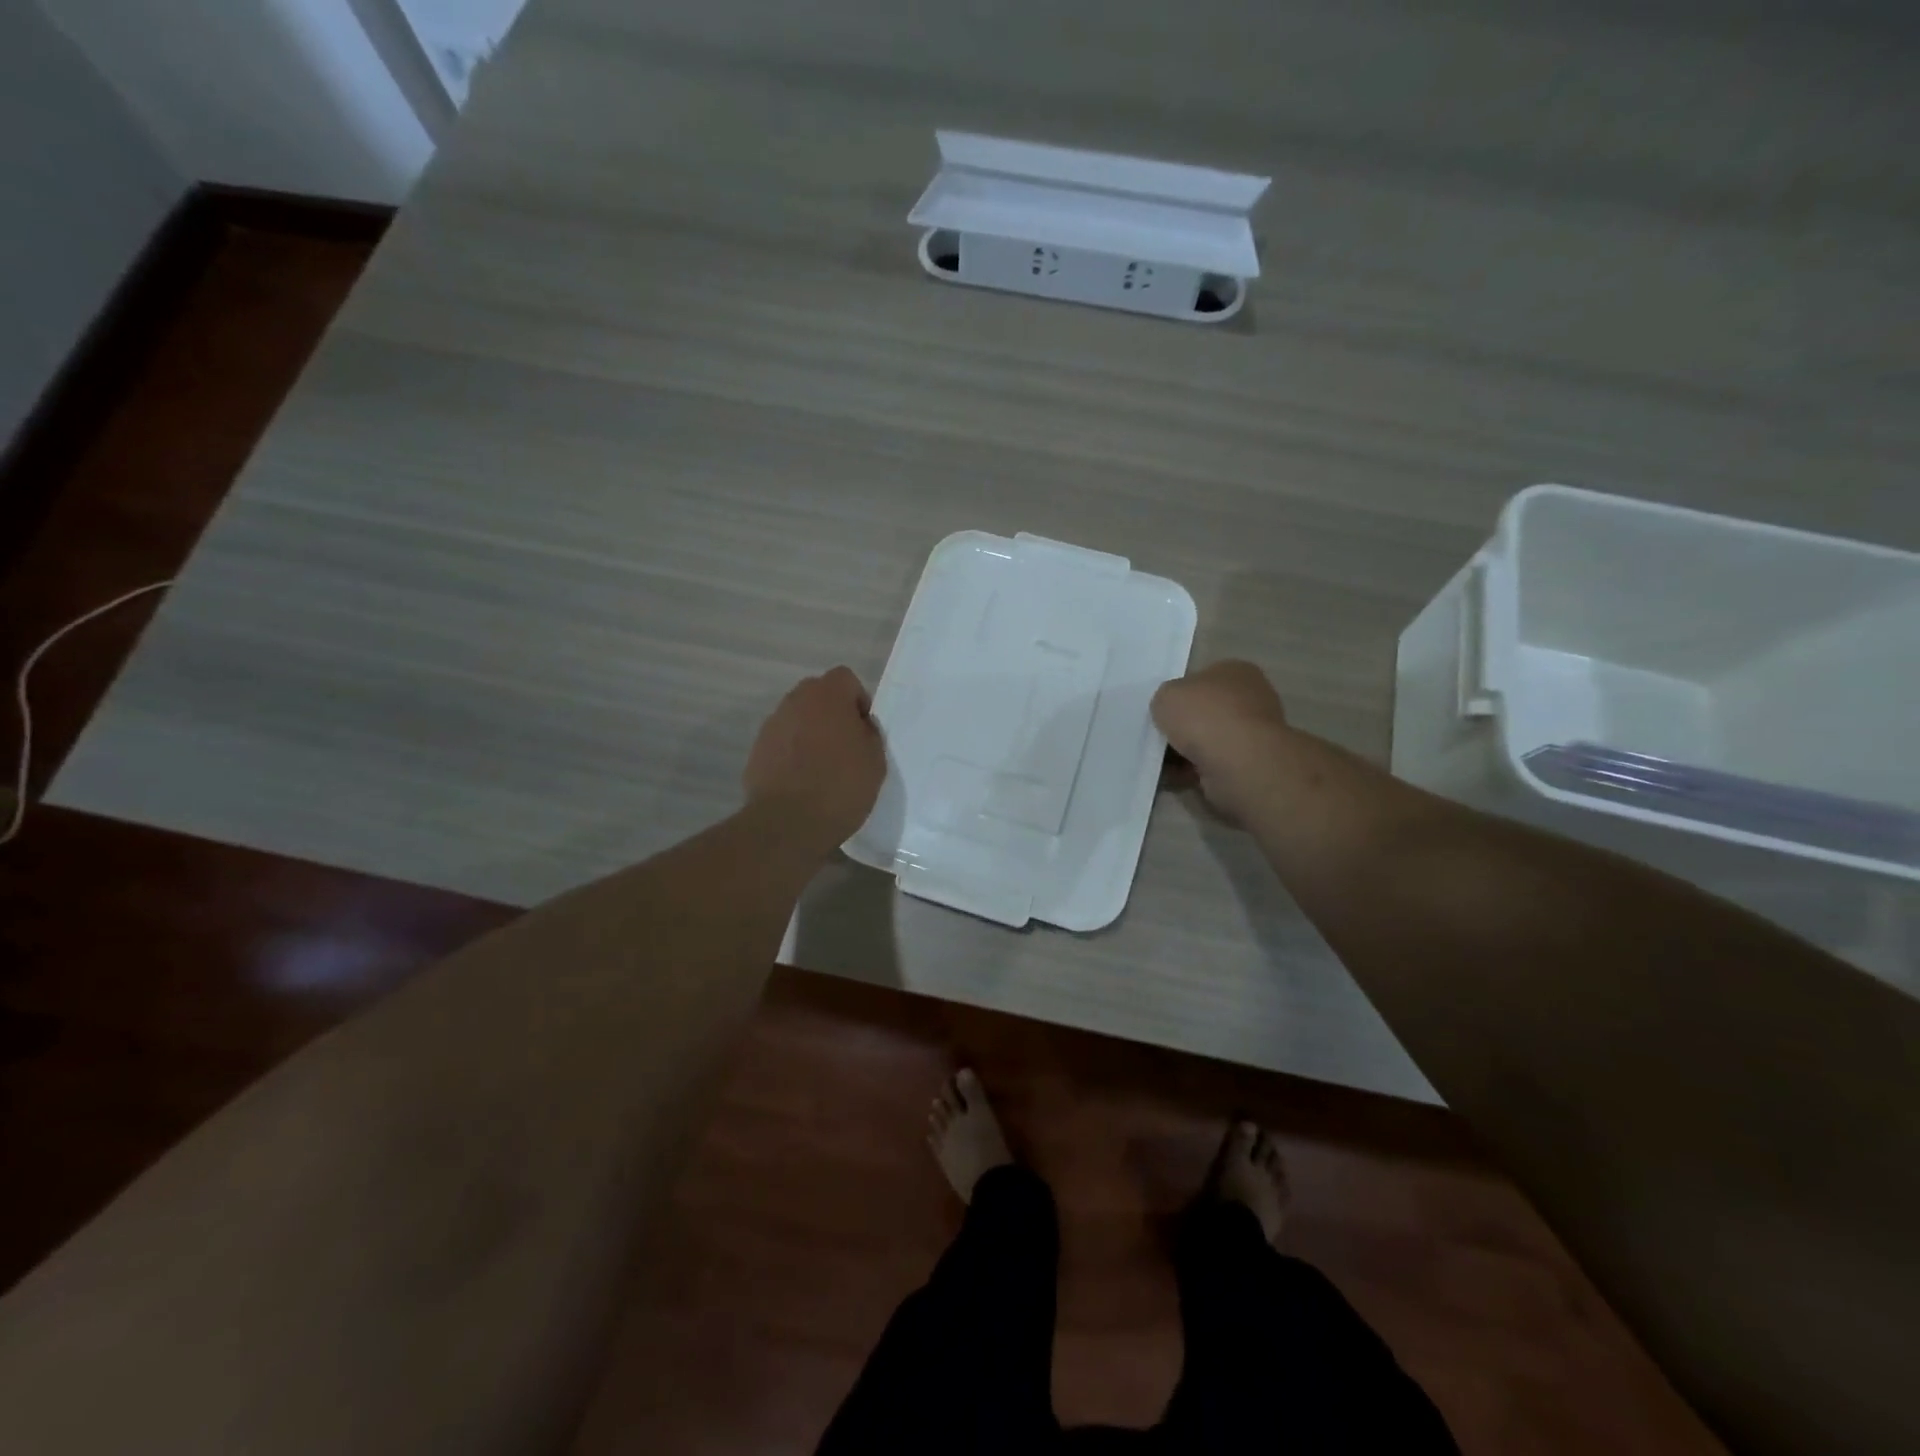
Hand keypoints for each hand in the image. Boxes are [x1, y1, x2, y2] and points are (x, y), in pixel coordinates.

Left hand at [744, 666, 886, 848]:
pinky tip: (802, 781)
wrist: (788, 823)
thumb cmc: (840, 786)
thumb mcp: (875, 759)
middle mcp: (795, 701)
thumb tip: (858, 726)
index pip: (845, 678)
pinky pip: (782, 742)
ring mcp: (772, 725)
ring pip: (798, 718)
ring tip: (823, 767)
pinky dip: (792, 753)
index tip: (863, 730)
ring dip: (811, 733)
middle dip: (832, 713)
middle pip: (818, 695)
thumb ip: (868, 732)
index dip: (858, 700)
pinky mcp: (756, 751)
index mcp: (827, 695)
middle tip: (845, 746)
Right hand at [1151, 660, 1291, 823]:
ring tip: (1162, 761)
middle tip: (1159, 737)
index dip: (1180, 695)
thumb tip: (1171, 711)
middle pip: (1205, 712)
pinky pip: (1212, 765)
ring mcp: (1253, 734)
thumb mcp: (1166, 695)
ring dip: (1185, 752)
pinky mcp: (1250, 765)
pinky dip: (1192, 772)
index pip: (1203, 678)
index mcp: (1236, 672)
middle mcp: (1251, 699)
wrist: (1237, 763)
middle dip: (1182, 727)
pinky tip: (1175, 776)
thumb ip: (1165, 699)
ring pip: (1208, 741)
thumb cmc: (1204, 716)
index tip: (1163, 712)